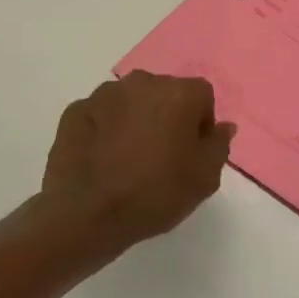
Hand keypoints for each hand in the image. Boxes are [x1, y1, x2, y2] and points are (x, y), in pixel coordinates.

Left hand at [38, 71, 235, 250]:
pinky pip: (101, 115)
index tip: (191, 153)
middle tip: (162, 155)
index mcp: (179, 93)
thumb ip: (219, 145)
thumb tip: (223, 126)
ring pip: (131, 101)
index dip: (201, 124)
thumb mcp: (205, 178)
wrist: (86, 215)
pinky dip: (105, 129)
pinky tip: (102, 159)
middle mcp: (143, 82)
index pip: (202, 97)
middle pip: (166, 93)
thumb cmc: (155, 193)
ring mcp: (104, 94)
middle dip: (167, 117)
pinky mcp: (75, 111)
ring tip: (128, 157)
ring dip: (135, 119)